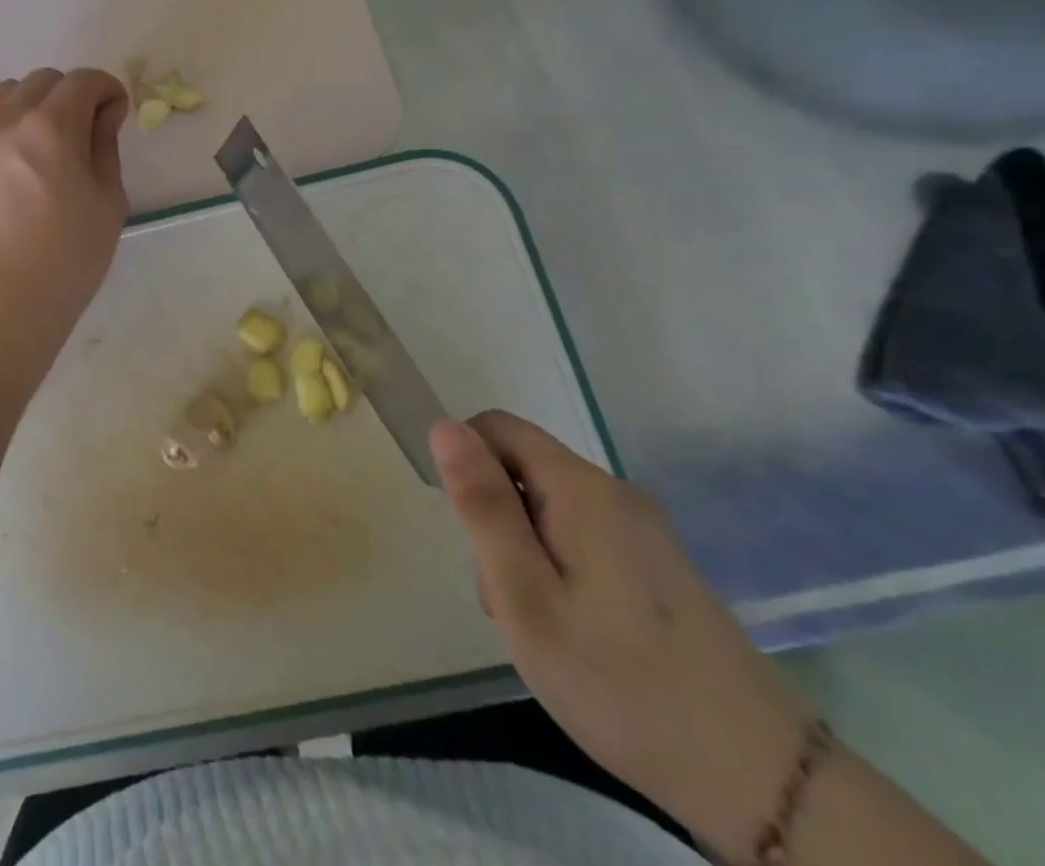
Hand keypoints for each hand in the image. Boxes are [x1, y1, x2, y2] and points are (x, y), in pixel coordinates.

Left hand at [0, 67, 129, 325]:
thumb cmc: (69, 255)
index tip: (118, 113)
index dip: (108, 90)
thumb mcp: (108, 200)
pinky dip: (2, 120)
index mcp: (53, 125)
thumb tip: (105, 113)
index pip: (84, 80)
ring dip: (34, 103)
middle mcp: (10, 118)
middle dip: (73, 94)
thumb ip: (105, 145)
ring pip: (8, 93)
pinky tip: (14, 151)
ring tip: (47, 139)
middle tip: (88, 131)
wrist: (3, 297)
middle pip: (45, 80)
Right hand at [433, 411, 815, 861]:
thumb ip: (483, 506)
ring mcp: (645, 531)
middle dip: (496, 520)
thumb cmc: (621, 683)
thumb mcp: (525, 596)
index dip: (466, 465)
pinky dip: (560, 571)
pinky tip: (578, 633)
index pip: (496, 428)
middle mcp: (617, 494)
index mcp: (582, 489)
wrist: (766, 785)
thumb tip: (444, 426)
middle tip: (510, 599)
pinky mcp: (661, 567)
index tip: (471, 533)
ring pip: (548, 509)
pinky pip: (582, 538)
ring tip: (543, 626)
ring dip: (525, 552)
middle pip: (522, 471)